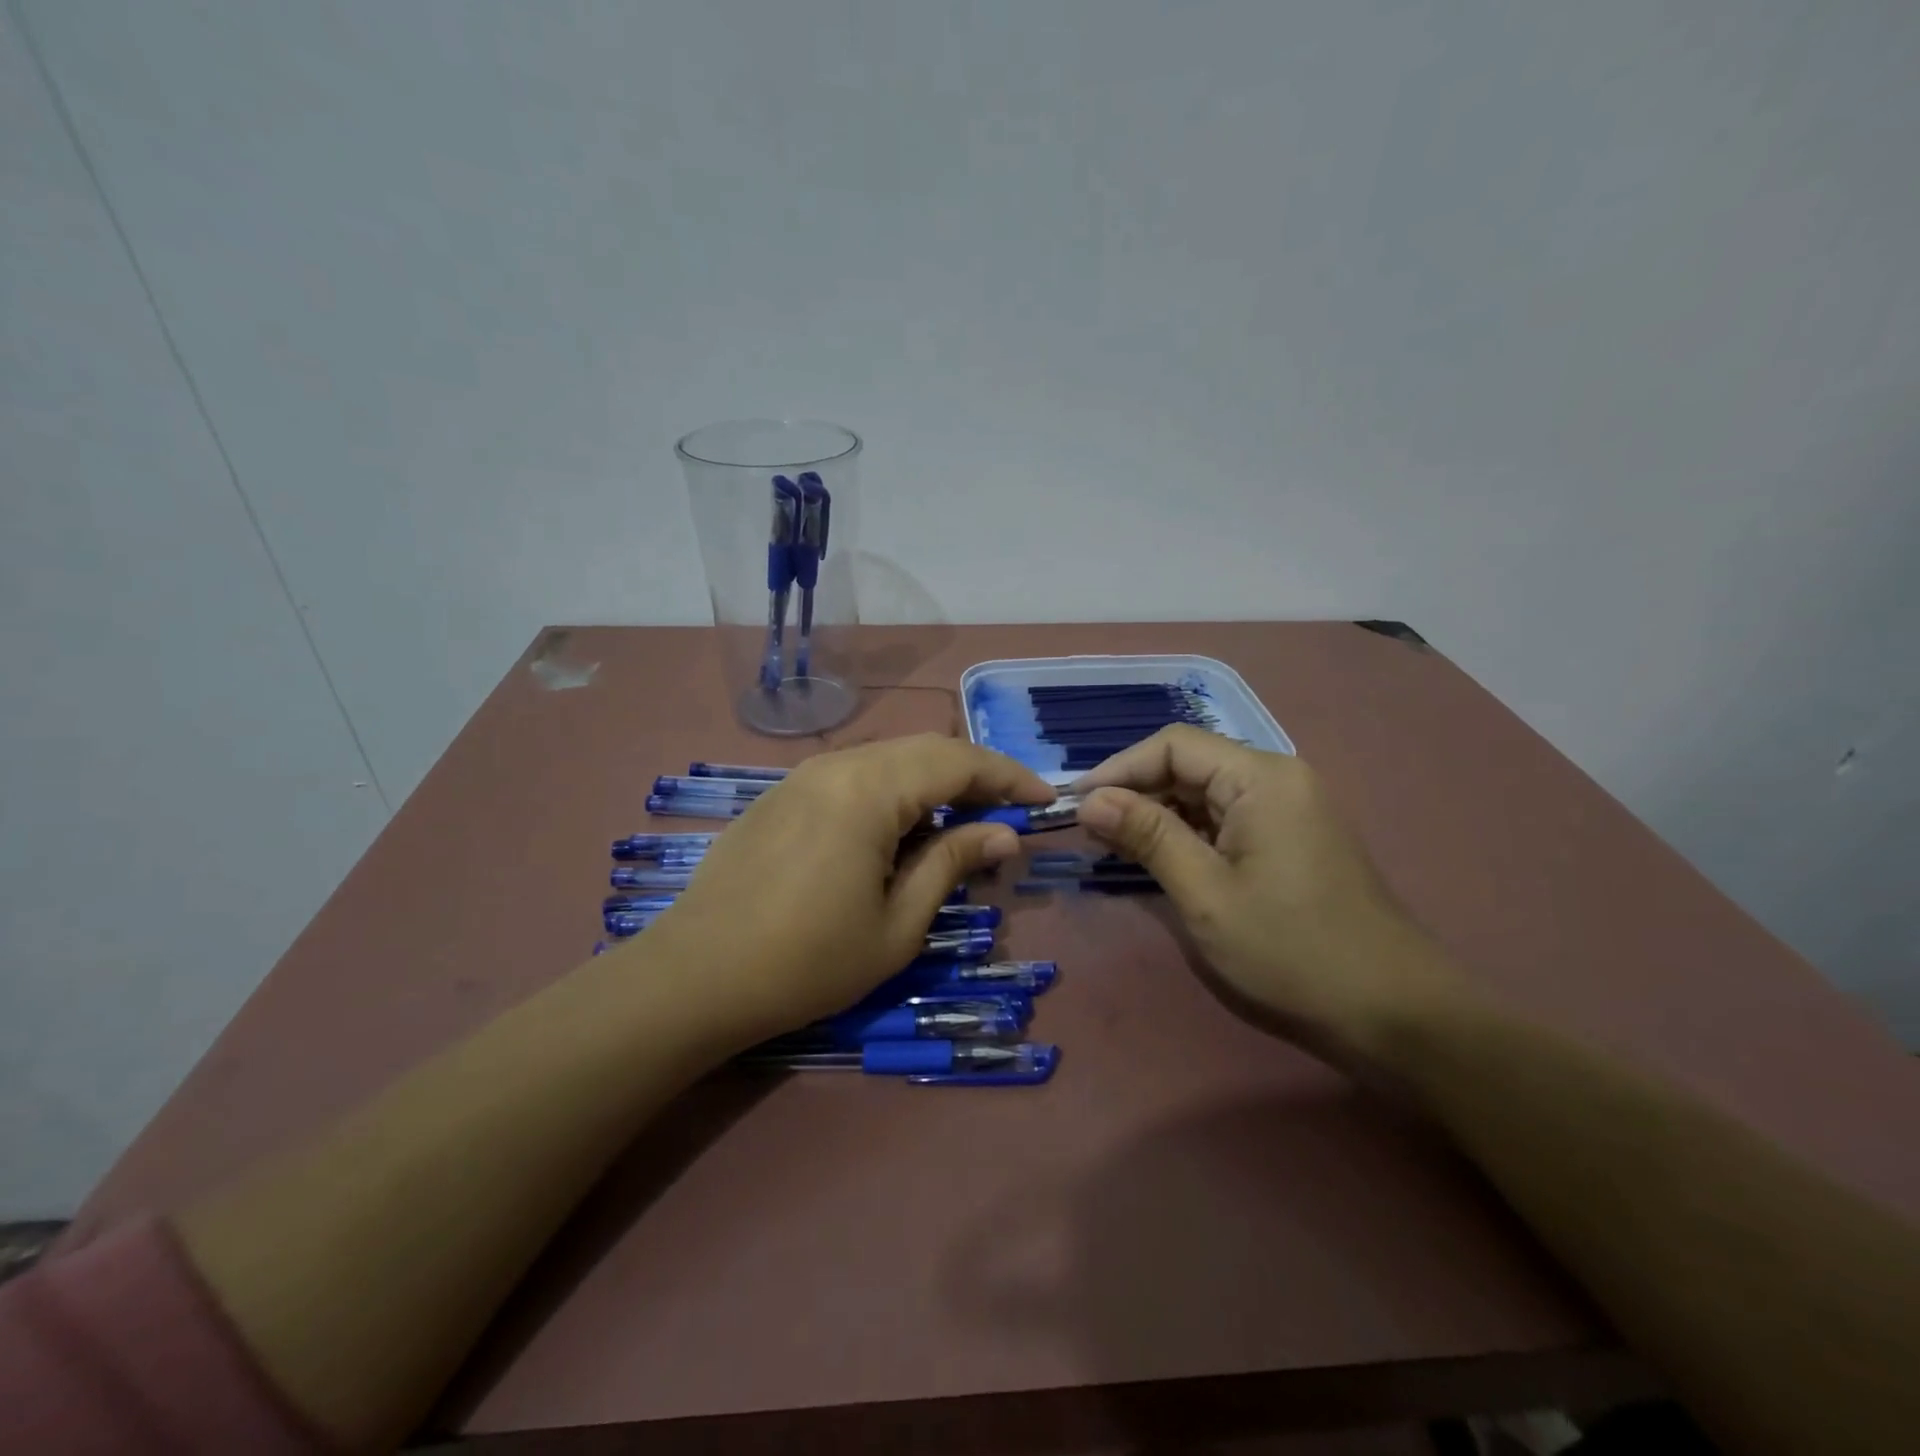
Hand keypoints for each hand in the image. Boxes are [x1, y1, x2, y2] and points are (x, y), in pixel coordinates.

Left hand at [628, 735, 1055, 1042]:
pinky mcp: (780, 796)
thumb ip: (951, 863)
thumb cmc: (806, 961)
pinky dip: (892, 793)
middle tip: (1008, 815)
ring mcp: (802, 777)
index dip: (1009, 777)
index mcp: (869, 789)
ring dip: (932, 784)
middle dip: (974, 776)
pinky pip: (853, 777)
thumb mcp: (897, 924)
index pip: (958, 760)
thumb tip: (1003, 833)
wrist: (693, 978)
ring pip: (887, 760)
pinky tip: (898, 832)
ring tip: (960, 825)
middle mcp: (836, 765)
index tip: (1046, 800)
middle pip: (924, 750)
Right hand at [1072, 725, 1465, 1061]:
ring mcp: (1287, 809)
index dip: (1119, 768)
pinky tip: (1157, 859)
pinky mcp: (1289, 839)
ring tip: (1112, 846)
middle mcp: (1277, 779)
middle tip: (1088, 831)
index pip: (1173, 745)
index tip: (1076, 804)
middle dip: (1135, 792)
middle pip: (1189, 765)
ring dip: (1157, 815)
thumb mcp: (1205, 893)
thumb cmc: (1291, 950)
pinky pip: (1225, 820)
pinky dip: (1186, 834)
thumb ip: (1146, 836)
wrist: (1393, 1013)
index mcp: (1261, 778)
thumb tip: (1090, 800)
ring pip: (1204, 794)